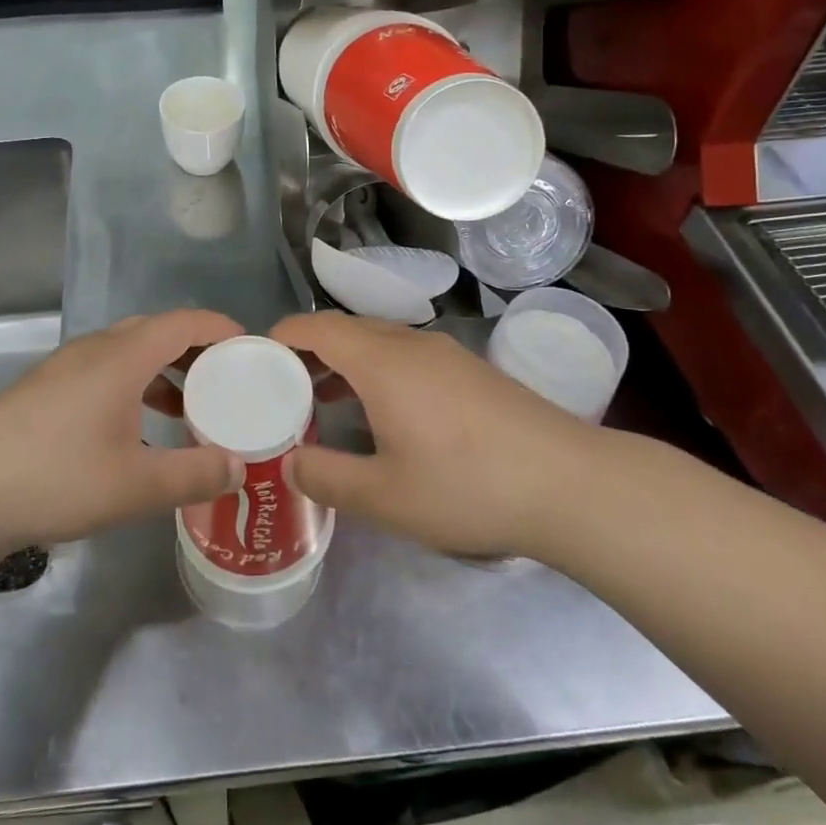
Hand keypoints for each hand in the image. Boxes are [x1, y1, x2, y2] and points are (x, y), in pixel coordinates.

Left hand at [0, 310, 247, 554]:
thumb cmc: (55, 479)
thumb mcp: (135, 486)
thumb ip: (194, 475)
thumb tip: (238, 467)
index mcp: (122, 357)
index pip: (184, 322)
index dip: (222, 329)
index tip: (251, 350)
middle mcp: (95, 349)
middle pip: (157, 331)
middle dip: (197, 350)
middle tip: (228, 380)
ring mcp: (66, 366)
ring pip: (129, 351)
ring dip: (164, 369)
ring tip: (191, 405)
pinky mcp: (46, 388)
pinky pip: (106, 369)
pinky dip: (135, 384)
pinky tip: (138, 425)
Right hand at [270, 312, 600, 561]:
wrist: (569, 484)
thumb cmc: (468, 486)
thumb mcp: (385, 497)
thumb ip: (327, 477)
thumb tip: (291, 463)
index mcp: (381, 361)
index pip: (317, 327)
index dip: (282, 336)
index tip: (256, 360)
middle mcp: (410, 343)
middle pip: (345, 330)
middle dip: (309, 352)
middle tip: (281, 389)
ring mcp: (445, 354)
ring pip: (378, 342)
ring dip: (344, 362)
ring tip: (323, 401)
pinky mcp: (469, 370)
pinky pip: (406, 355)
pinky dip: (376, 371)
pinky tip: (382, 413)